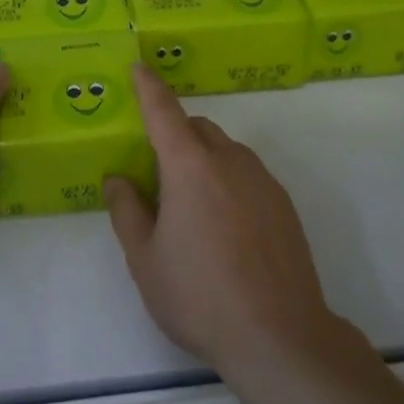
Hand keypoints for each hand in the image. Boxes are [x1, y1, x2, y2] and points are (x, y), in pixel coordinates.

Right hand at [105, 63, 335, 376]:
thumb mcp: (145, 259)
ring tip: (192, 207)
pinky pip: (248, 175)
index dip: (149, 88)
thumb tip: (119, 179)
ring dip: (204, 158)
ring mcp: (263, 182)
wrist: (278, 336)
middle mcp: (230, 162)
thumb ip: (127, 211)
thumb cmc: (199, 296)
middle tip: (157, 175)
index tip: (139, 67)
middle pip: (198, 129)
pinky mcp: (284, 205)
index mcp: (189, 168)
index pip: (164, 113)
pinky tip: (225, 227)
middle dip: (175, 135)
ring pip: (226, 151)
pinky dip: (229, 180)